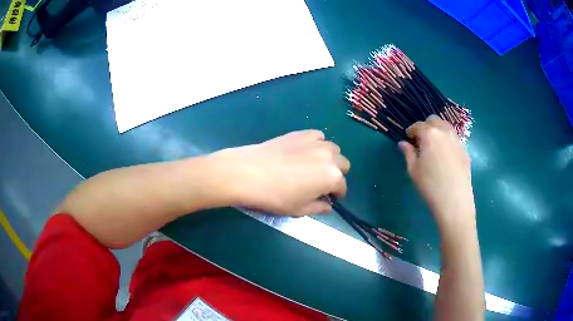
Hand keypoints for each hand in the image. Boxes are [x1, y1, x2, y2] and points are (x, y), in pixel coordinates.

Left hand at [209, 130, 349, 215]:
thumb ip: (319, 208)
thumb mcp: (299, 209)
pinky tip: (305, 151)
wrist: (250, 173)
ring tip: (314, 165)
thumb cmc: (276, 196)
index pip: (342, 187)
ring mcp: (316, 142)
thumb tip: (328, 206)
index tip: (328, 198)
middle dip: (336, 174)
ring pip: (333, 149)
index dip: (336, 195)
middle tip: (321, 182)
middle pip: (343, 164)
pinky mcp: (302, 133)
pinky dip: (317, 144)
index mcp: (332, 177)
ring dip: (329, 158)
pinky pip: (318, 137)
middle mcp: (330, 157)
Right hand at [399, 115, 474, 229]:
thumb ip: (408, 153)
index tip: (408, 138)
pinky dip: (447, 140)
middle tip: (421, 140)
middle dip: (426, 126)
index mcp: (429, 134)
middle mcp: (444, 132)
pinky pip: (454, 138)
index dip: (411, 131)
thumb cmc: (430, 185)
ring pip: (446, 126)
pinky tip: (445, 155)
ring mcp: (457, 139)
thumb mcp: (413, 170)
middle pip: (433, 120)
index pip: (417, 125)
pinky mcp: (465, 149)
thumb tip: (403, 143)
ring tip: (434, 145)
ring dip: (438, 130)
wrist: (454, 200)